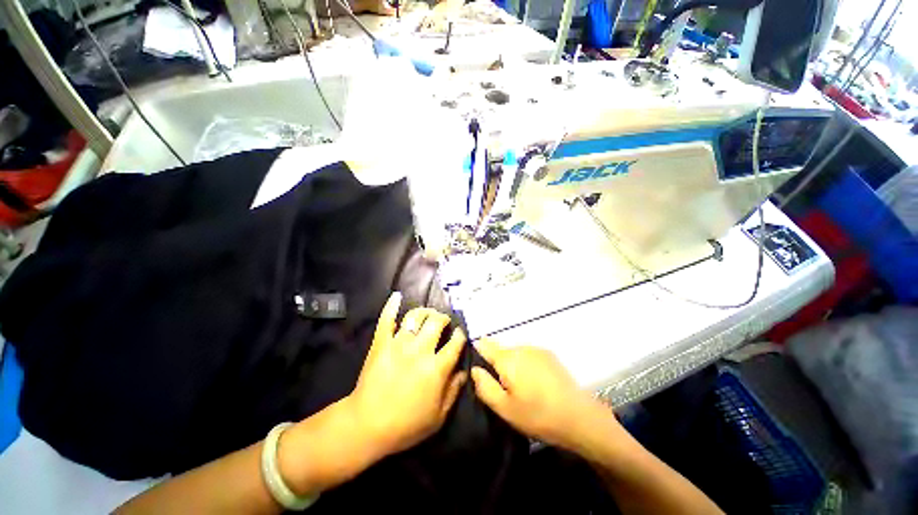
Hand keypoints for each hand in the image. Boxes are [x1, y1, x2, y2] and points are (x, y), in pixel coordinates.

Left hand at [348, 292, 466, 457]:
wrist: (367, 425)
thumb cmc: (406, 425)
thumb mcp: (438, 416)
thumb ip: (454, 391)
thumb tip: (464, 371)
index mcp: (436, 368)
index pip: (455, 342)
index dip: (460, 335)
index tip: (460, 334)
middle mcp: (419, 350)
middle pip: (436, 322)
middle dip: (443, 318)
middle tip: (444, 322)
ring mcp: (398, 344)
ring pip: (415, 317)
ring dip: (425, 311)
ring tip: (428, 314)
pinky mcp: (381, 343)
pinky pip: (386, 319)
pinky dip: (391, 306)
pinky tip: (397, 296)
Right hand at [471, 340, 618, 453]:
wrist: (580, 417)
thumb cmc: (538, 416)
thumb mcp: (505, 409)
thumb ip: (485, 386)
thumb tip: (474, 369)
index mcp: (508, 359)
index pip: (485, 345)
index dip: (477, 352)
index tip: (477, 366)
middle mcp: (521, 348)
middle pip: (500, 349)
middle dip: (496, 363)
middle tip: (501, 387)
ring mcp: (537, 349)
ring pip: (514, 352)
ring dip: (511, 363)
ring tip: (519, 387)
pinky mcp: (549, 355)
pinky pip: (528, 354)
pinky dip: (525, 364)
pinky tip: (534, 383)